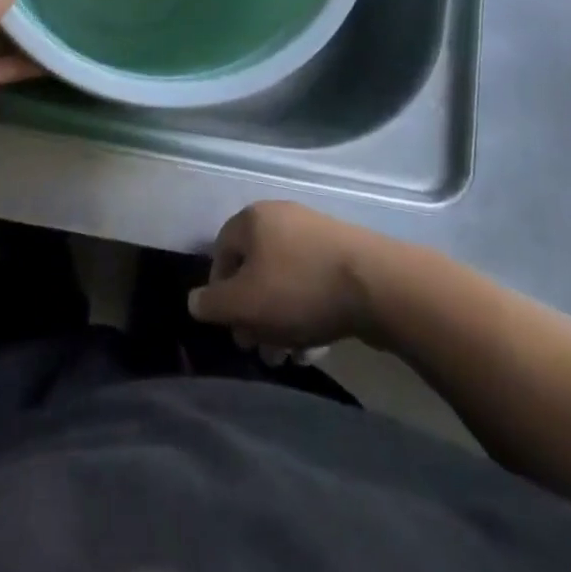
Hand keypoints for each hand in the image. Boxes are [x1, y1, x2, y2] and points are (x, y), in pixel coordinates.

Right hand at [188, 201, 379, 349]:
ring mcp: (314, 232)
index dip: (220, 293)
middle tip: (261, 348)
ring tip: (290, 354)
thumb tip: (193, 302)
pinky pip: (312, 282)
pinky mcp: (343, 252)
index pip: (221, 253)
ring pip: (284, 280)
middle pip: (254, 269)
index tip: (232, 327)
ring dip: (280, 318)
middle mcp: (280, 216)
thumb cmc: (298, 289)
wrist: (377, 285)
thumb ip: (212, 304)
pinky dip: (307, 310)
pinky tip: (316, 343)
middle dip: (254, 313)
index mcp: (252, 219)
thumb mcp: (244, 304)